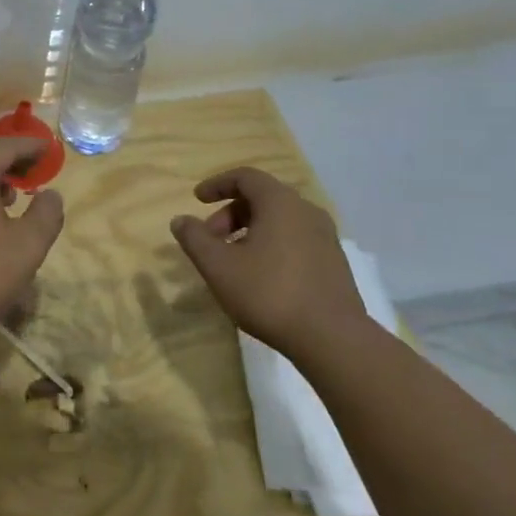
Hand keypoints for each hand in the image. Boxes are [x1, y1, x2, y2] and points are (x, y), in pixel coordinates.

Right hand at [169, 167, 368, 362]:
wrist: (332, 338)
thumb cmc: (269, 293)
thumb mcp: (218, 266)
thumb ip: (194, 238)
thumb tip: (180, 220)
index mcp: (280, 203)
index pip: (246, 177)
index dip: (217, 184)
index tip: (197, 199)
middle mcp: (306, 211)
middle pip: (262, 198)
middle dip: (230, 213)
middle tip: (210, 239)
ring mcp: (325, 237)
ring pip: (280, 220)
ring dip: (250, 230)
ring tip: (232, 259)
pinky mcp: (334, 262)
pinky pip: (295, 238)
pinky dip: (271, 244)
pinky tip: (259, 275)